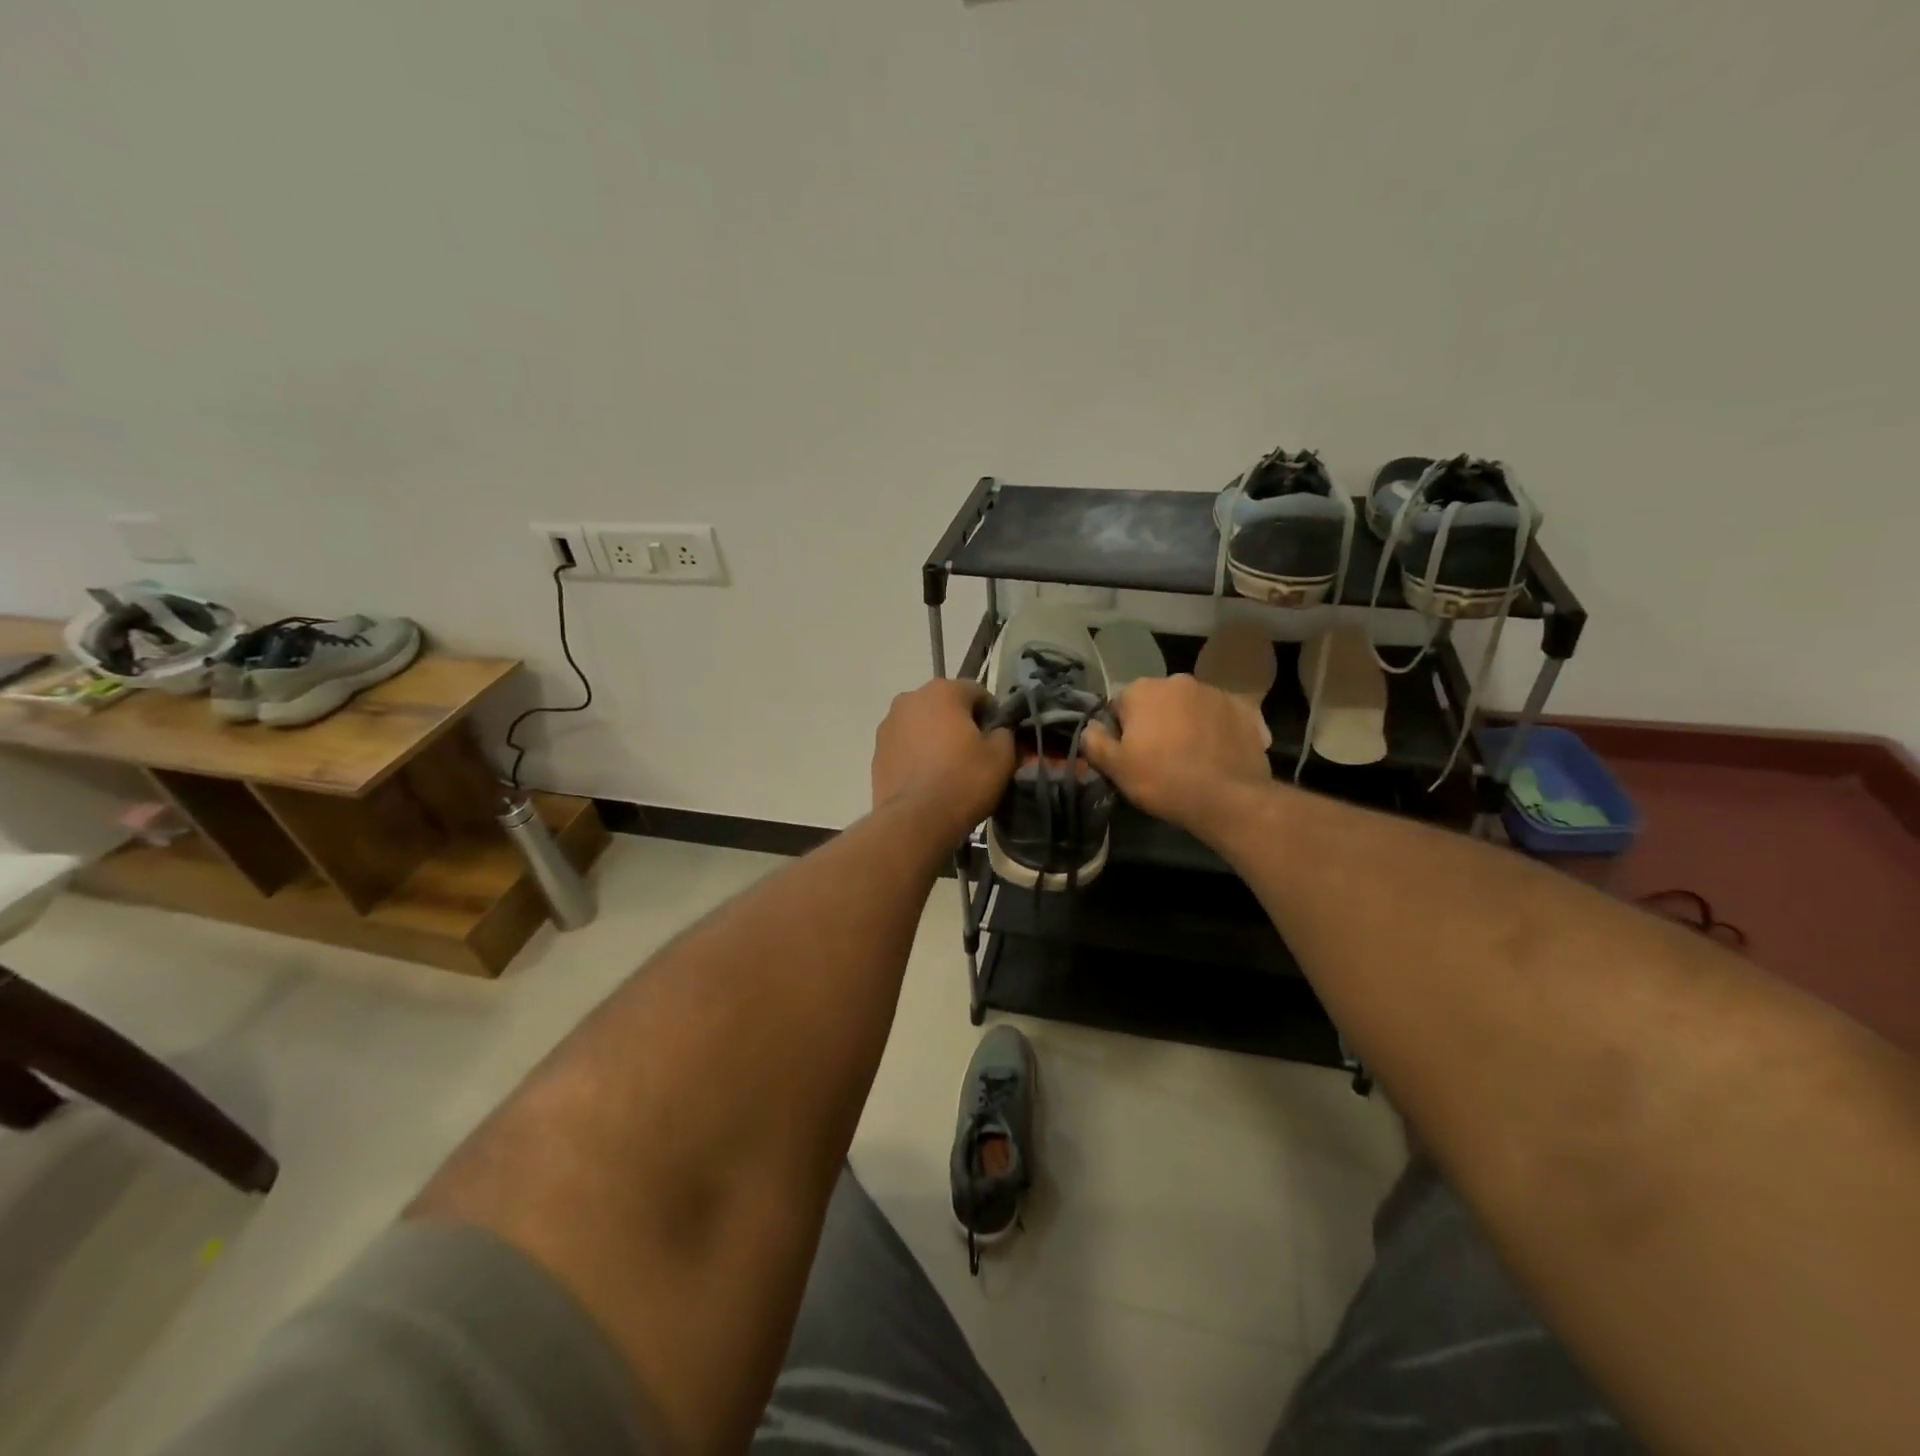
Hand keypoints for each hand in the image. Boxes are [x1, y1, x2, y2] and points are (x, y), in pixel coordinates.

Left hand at [872, 679, 1015, 841]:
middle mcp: (909, 698)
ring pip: (923, 725)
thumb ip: (1005, 733)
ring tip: (949, 769)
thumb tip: (999, 732)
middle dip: (961, 724)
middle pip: (946, 706)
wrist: (915, 821)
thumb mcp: (1002, 756)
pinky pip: (906, 746)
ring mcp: (888, 725)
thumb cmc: (963, 781)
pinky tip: (928, 779)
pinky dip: (918, 755)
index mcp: (942, 690)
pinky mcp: (877, 752)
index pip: (977, 692)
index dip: (993, 716)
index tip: (998, 740)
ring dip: (937, 739)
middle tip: (975, 755)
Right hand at [1084, 674, 1271, 831]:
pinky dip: (1216, 729)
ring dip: (1186, 723)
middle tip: (1160, 757)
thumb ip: (1095, 742)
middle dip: (1156, 722)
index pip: (1121, 704)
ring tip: (1191, 757)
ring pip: (1190, 706)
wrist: (1228, 799)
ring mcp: (1215, 693)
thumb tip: (1091, 727)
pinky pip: (1220, 716)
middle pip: (1157, 701)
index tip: (1130, 754)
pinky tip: (1216, 754)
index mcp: (1143, 690)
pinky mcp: (1244, 710)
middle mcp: (1179, 681)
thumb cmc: (1163, 780)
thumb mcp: (1116, 768)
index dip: (1122, 730)